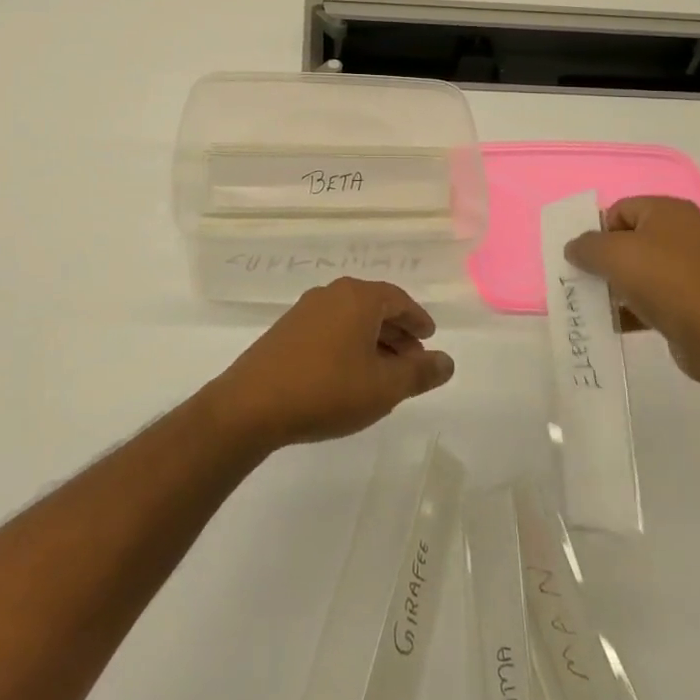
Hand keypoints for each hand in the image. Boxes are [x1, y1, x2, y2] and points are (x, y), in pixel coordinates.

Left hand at [208, 278, 455, 450]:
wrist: (252, 405)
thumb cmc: (327, 390)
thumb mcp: (383, 388)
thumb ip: (419, 373)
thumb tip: (447, 361)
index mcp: (358, 298)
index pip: (398, 300)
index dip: (418, 319)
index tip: (430, 337)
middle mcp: (332, 294)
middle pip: (374, 306)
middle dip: (397, 332)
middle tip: (413, 360)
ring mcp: (305, 310)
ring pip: (351, 318)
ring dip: (373, 340)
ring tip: (385, 372)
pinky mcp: (286, 330)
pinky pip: (330, 328)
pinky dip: (349, 344)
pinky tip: (350, 374)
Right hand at [564, 196, 699, 386]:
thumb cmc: (663, 281)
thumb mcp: (613, 255)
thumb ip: (586, 246)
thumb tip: (574, 248)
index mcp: (670, 211)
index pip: (620, 210)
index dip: (599, 232)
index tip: (587, 258)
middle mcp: (685, 233)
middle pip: (630, 240)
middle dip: (606, 260)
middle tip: (589, 279)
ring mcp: (693, 268)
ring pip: (641, 270)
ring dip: (618, 285)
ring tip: (600, 303)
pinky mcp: (695, 299)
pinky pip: (655, 296)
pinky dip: (635, 306)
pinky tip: (617, 322)